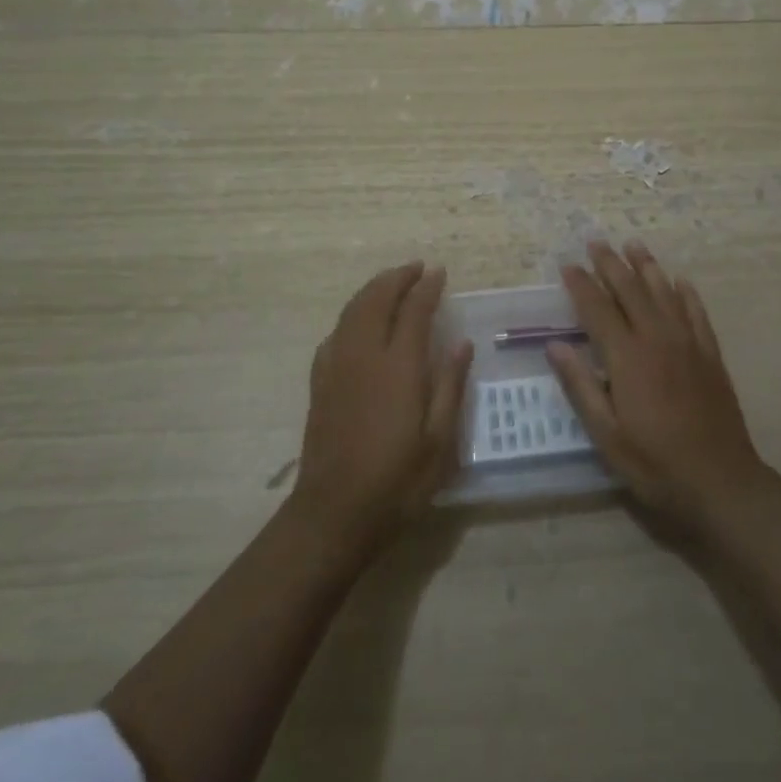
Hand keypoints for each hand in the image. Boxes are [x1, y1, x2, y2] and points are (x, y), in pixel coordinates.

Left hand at [291, 262, 471, 549]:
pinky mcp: (320, 382)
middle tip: (416, 268)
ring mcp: (336, 366)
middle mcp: (364, 355)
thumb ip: (451, 385)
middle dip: (397, 277)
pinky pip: (335, 333)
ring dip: (373, 290)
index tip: (440, 273)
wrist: (334, 513)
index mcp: (398, 366)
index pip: (413, 310)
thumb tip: (461, 342)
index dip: (427, 287)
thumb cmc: (398, 480)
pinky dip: (351, 316)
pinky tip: (359, 325)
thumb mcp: (440, 440)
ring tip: (391, 283)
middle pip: (376, 298)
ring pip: (352, 310)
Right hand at [548, 242, 765, 534]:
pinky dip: (686, 293)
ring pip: (664, 293)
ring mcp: (688, 344)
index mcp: (627, 357)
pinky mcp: (710, 355)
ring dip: (646, 267)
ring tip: (633, 245)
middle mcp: (657, 339)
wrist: (721, 481)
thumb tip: (556, 346)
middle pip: (630, 290)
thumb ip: (581, 386)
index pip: (597, 309)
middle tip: (596, 241)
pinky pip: (696, 312)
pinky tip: (679, 280)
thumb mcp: (606, 434)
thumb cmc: (655, 463)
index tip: (568, 265)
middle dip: (610, 264)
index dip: (581, 285)